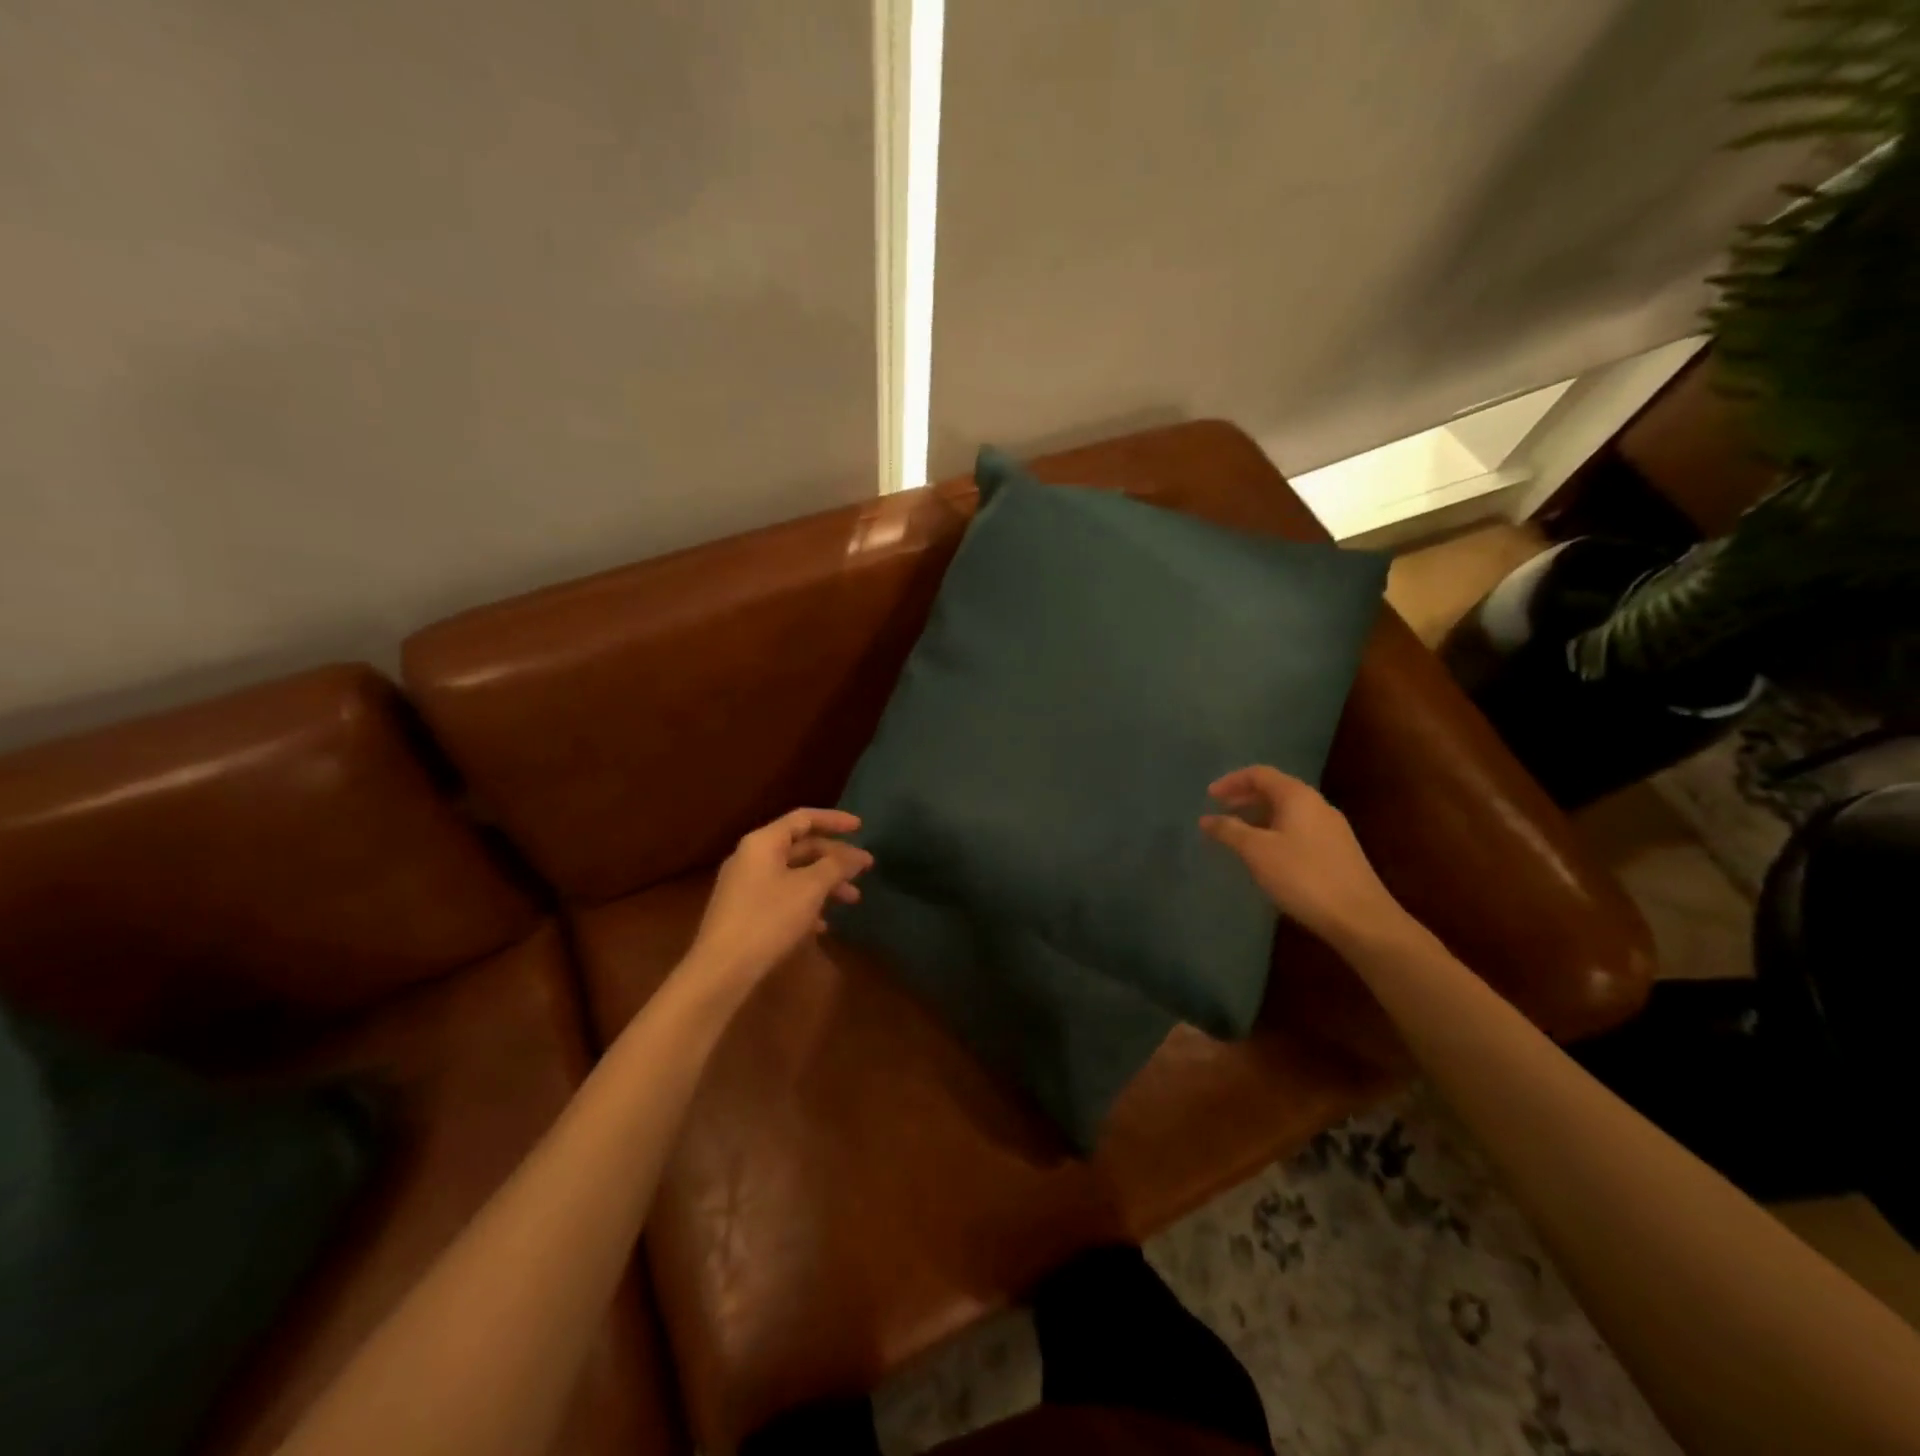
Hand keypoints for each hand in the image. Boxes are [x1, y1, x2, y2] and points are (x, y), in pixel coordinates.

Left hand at [687, 809, 872, 986]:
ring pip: (794, 874)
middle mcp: (751, 857)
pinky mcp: (743, 911)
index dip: (835, 820)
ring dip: (825, 883)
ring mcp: (745, 885)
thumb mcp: (810, 888)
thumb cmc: (768, 919)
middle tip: (864, 869)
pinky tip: (823, 925)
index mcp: (764, 843)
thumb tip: (856, 856)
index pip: (804, 818)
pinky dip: (806, 903)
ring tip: (852, 900)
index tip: (861, 828)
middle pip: (801, 847)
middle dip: (835, 858)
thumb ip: (836, 866)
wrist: (721, 969)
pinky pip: (782, 896)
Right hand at [1199, 766, 1403, 948]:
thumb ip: (1229, 831)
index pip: (1259, 774)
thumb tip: (1206, 819)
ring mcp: (1330, 828)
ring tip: (1237, 833)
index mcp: (1297, 796)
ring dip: (1259, 815)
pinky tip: (1265, 854)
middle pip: (1275, 789)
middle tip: (1219, 811)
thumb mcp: (1257, 852)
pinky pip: (1298, 828)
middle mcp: (1317, 804)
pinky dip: (1274, 831)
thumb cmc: (1303, 876)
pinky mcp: (1336, 850)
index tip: (1209, 797)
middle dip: (1244, 797)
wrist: (1360, 918)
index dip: (1231, 781)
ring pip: (1287, 810)